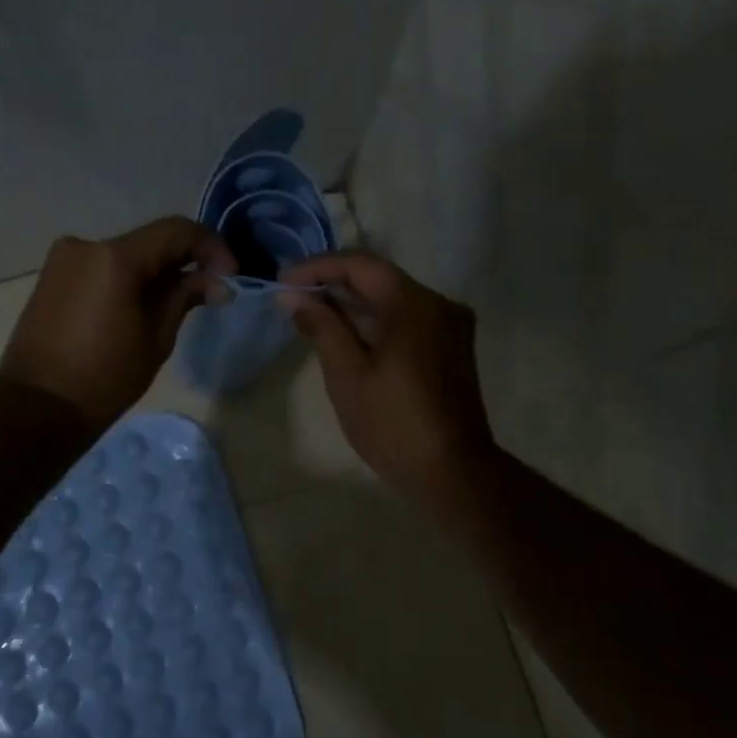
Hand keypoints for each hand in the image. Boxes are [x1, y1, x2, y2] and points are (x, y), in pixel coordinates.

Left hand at [0, 217, 235, 427]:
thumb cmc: (104, 377)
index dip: (211, 247)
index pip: (176, 231)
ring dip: (154, 272)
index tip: (230, 275)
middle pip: (149, 242)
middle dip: (183, 262)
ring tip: (176, 305)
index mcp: (115, 257)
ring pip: (125, 255)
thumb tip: (217, 283)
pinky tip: (140, 307)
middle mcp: (86, 246)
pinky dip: (126, 280)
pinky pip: (101, 269)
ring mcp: (63, 260)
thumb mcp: (156, 337)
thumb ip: (185, 297)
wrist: (36, 408)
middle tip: (209, 291)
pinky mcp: (51, 278)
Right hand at [279, 252, 498, 509]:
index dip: (318, 267)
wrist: (452, 472)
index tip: (284, 282)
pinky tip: (347, 335)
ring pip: (393, 298)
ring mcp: (450, 325)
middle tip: (292, 298)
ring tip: (312, 316)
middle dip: (333, 284)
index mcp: (413, 304)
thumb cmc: (393, 424)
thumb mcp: (347, 374)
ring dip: (353, 304)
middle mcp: (438, 303)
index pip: (360, 264)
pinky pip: (407, 318)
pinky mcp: (451, 346)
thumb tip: (293, 296)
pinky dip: (375, 320)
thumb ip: (321, 326)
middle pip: (379, 278)